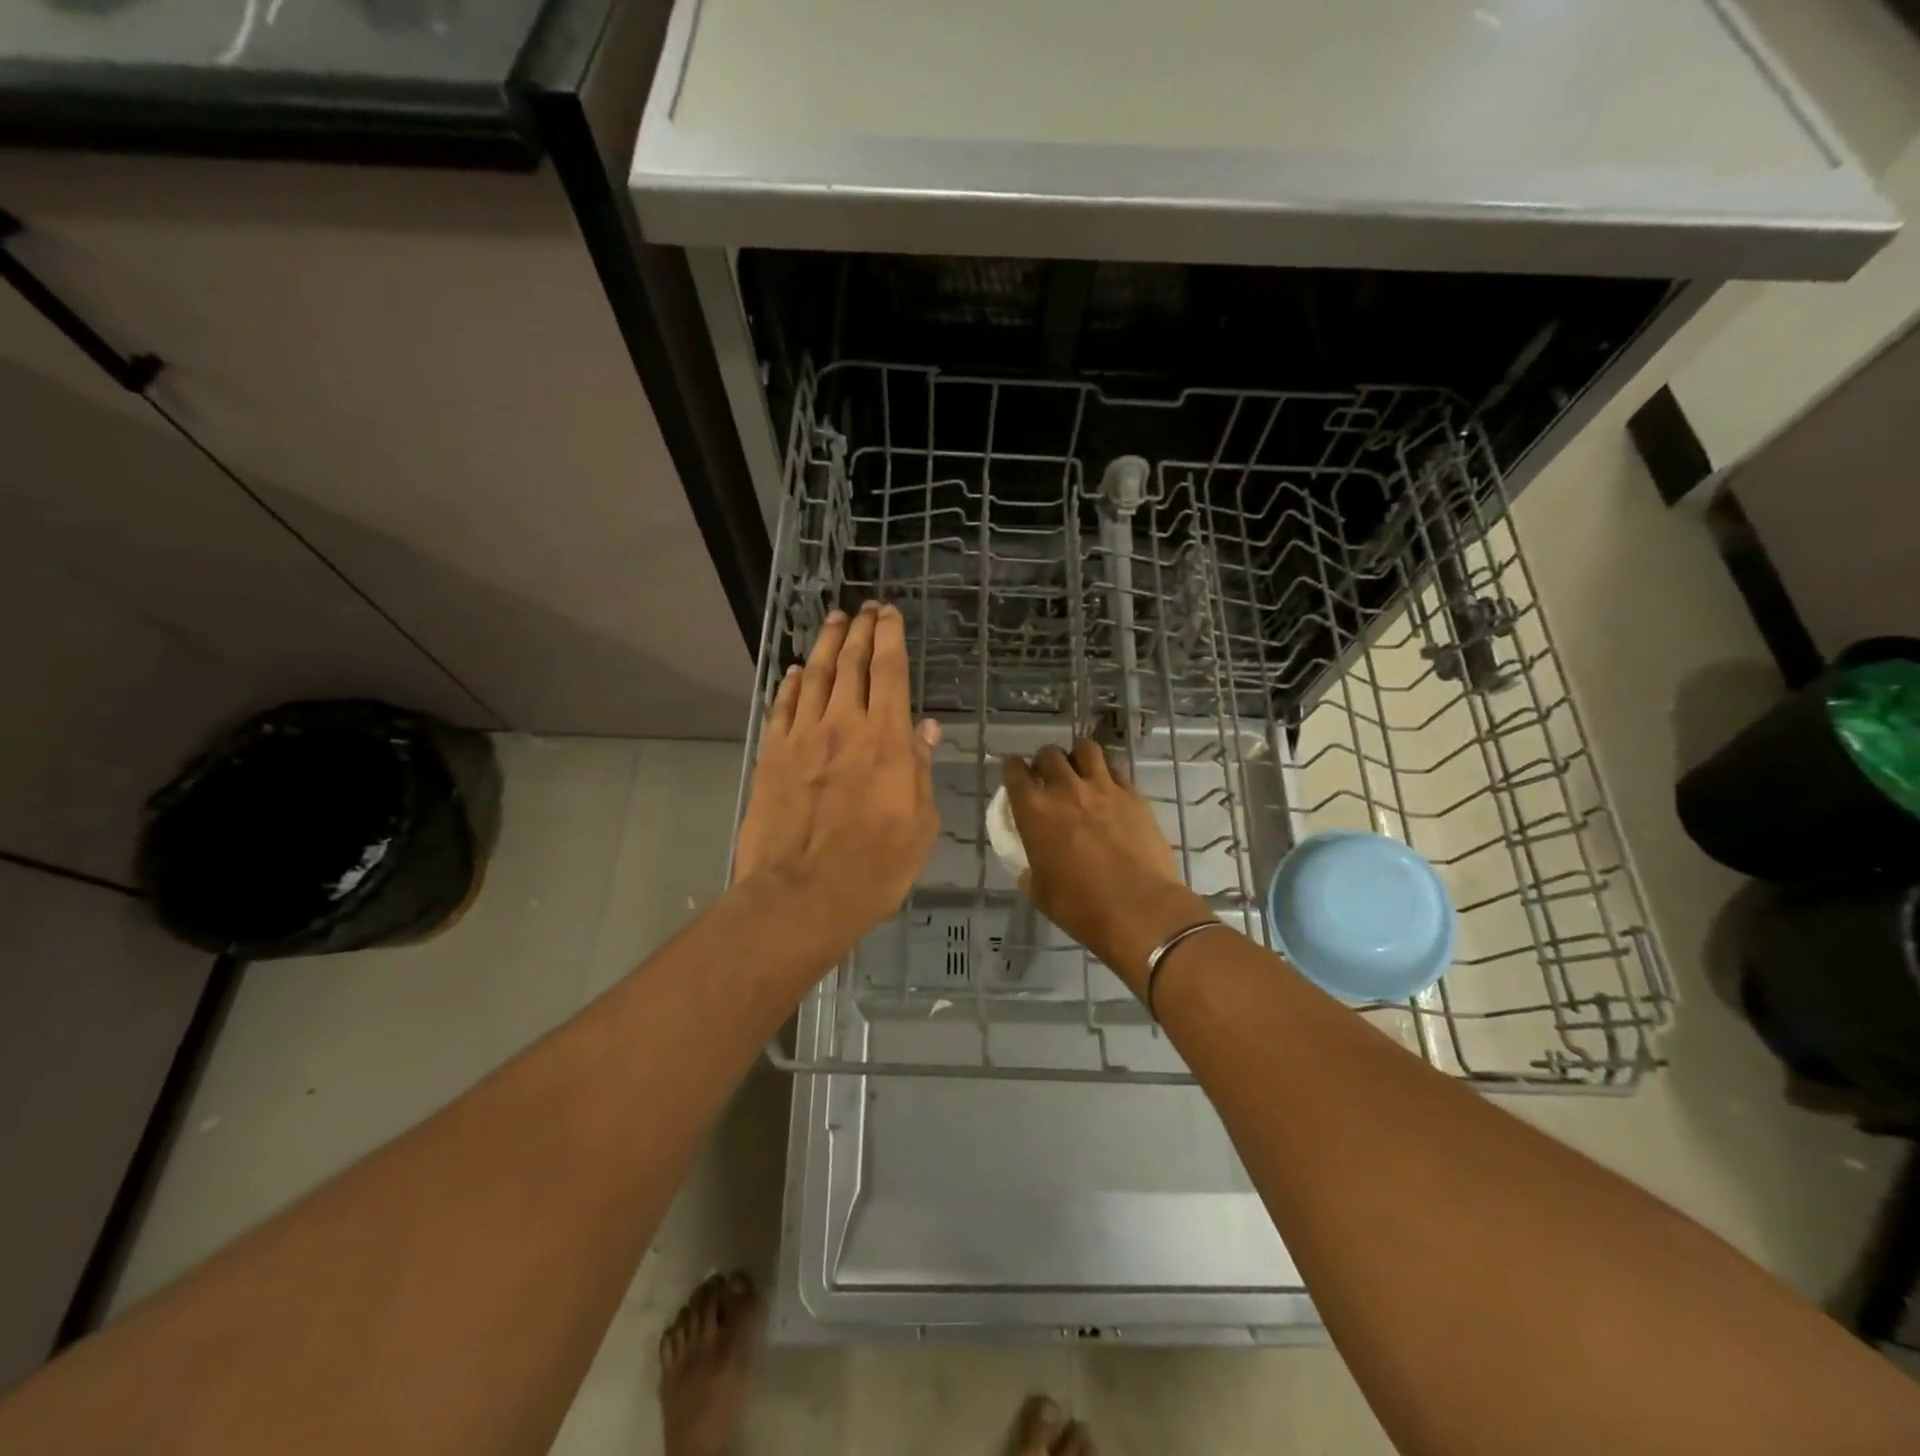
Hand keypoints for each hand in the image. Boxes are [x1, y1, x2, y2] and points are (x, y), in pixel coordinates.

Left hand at [735, 602, 941, 959]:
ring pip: (813, 675)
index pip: (889, 672)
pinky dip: (790, 683)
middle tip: (864, 608)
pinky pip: (782, 706)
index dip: (890, 637)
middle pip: (850, 663)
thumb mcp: (919, 825)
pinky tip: (794, 671)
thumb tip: (925, 728)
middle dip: (859, 630)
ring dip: (825, 644)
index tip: (889, 614)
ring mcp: (802, 737)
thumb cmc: (874, 868)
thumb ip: (919, 770)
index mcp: (886, 741)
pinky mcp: (772, 755)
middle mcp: (843, 726)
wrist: (800, 895)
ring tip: (833, 621)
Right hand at [1002, 741, 1209, 993]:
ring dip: (1078, 756)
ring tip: (1081, 771)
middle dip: (1045, 761)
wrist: (1138, 908)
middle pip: (1049, 754)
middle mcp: (1065, 789)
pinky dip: (1108, 773)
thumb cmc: (1080, 906)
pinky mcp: (1133, 795)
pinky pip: (1117, 769)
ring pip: (1086, 749)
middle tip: (1048, 777)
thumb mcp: (1039, 891)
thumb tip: (1031, 866)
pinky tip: (1110, 788)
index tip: (1014, 771)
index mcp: (1034, 811)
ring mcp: (1103, 788)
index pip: (1014, 772)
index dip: (1012, 768)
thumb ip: (1031, 868)